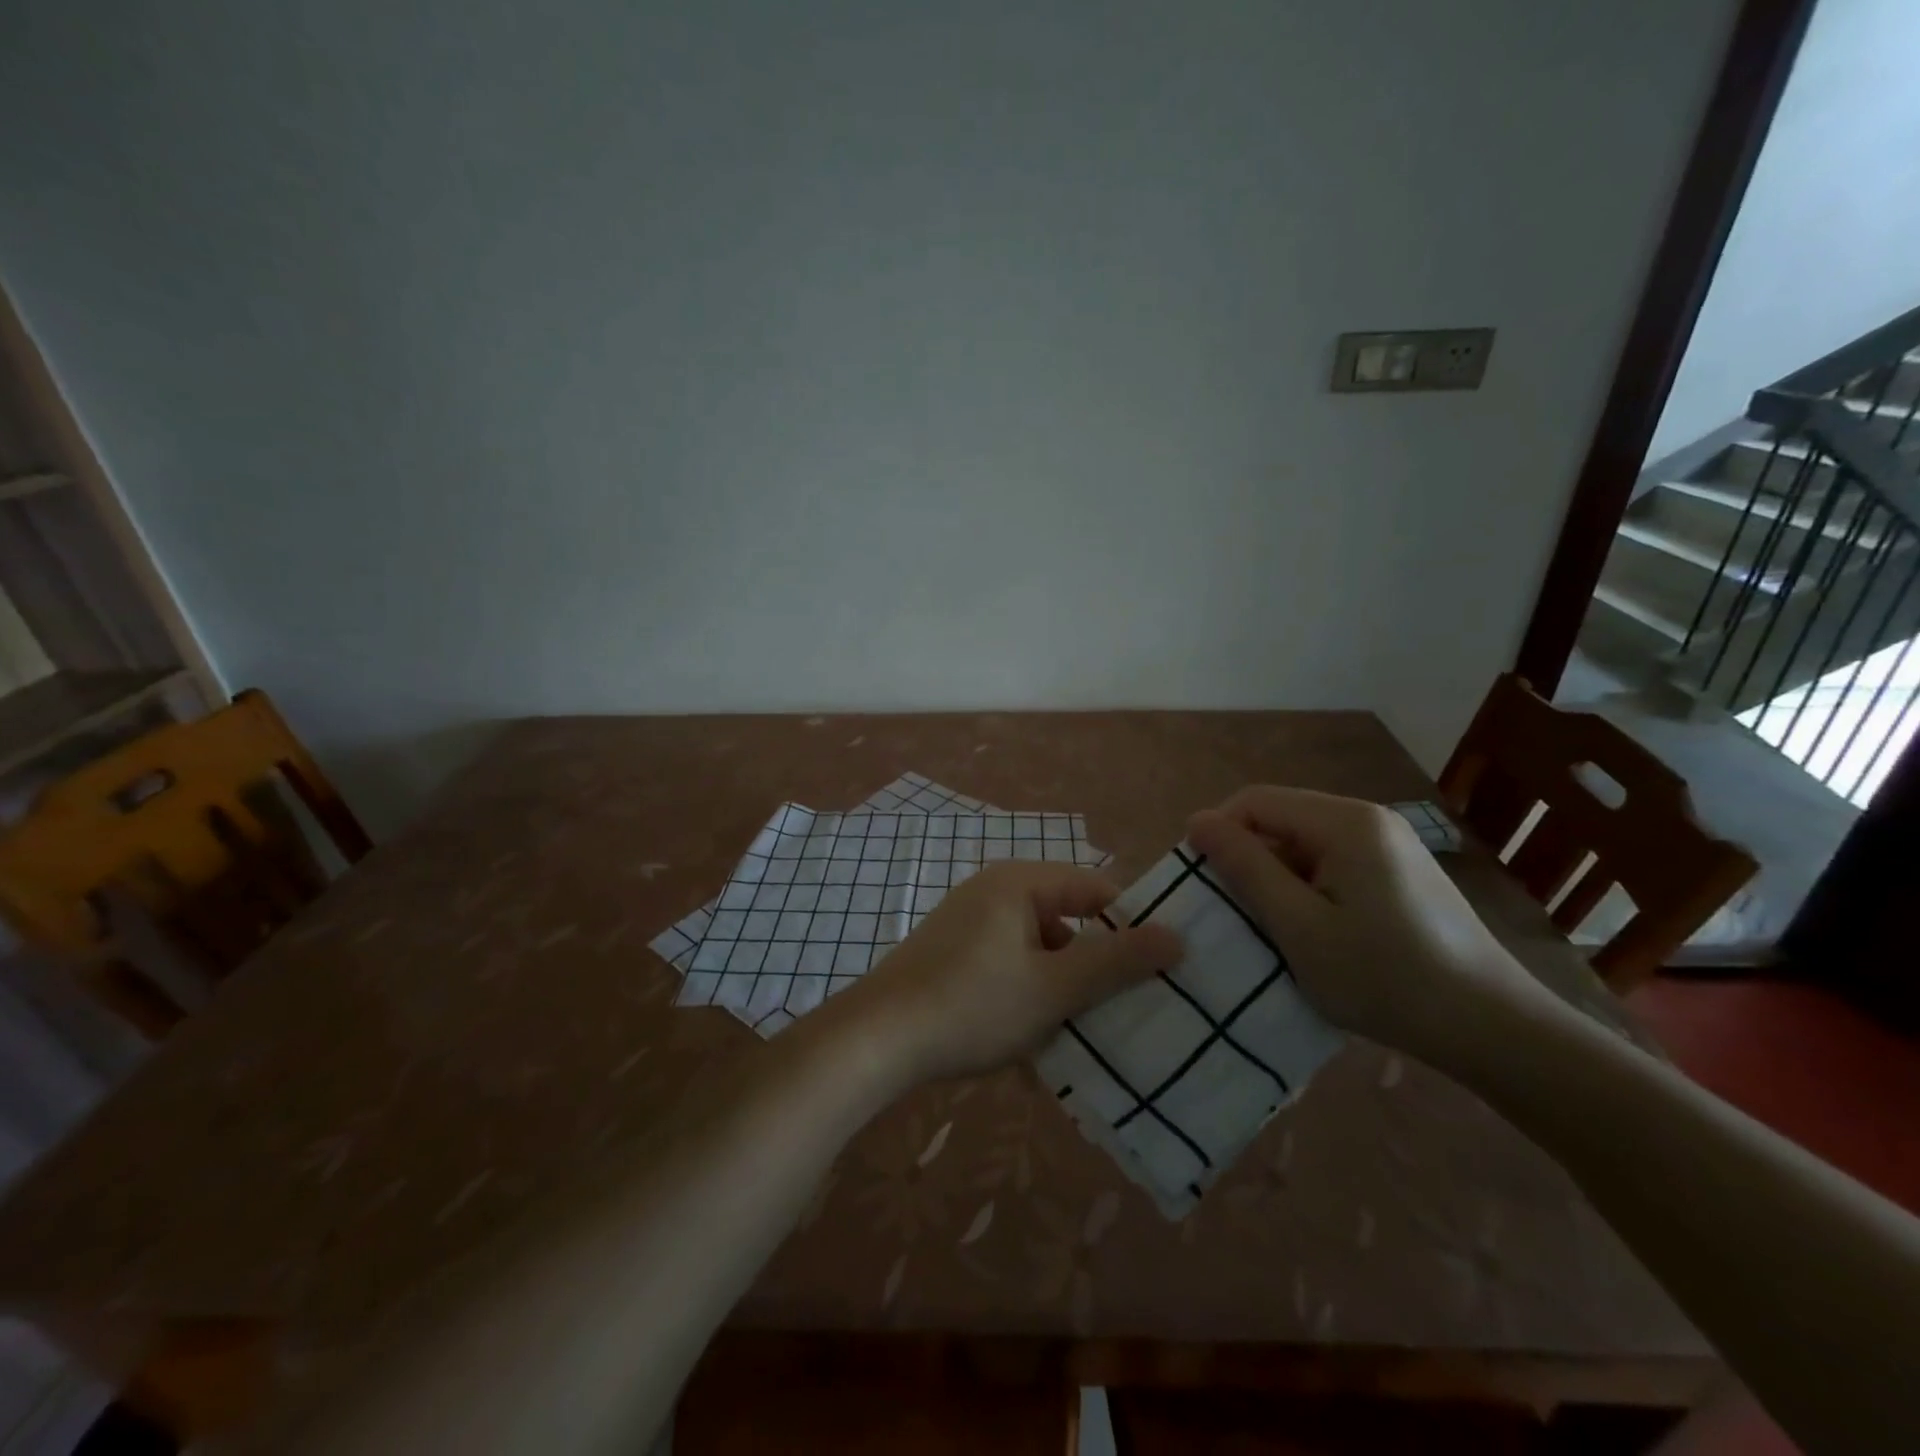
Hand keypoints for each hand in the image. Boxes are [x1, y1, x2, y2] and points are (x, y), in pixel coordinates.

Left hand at [837, 862, 1180, 1085]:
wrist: (876, 1039)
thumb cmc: (972, 1005)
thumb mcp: (1053, 988)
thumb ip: (1116, 962)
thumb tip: (1177, 936)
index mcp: (1020, 883)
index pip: (1097, 890)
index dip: (1133, 926)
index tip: (1163, 970)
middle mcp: (995, 892)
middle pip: (1068, 920)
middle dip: (1095, 967)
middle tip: (1127, 1010)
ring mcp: (971, 923)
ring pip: (1039, 951)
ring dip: (1061, 990)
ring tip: (1082, 1037)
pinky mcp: (955, 955)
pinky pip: (1009, 968)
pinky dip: (1028, 998)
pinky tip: (1035, 1045)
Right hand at [1187, 786, 1555, 1071]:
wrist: (1493, 1028)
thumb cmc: (1386, 978)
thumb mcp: (1299, 927)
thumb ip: (1245, 868)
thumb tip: (1196, 820)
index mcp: (1344, 821)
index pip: (1254, 800)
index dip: (1219, 834)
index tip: (1206, 886)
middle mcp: (1368, 818)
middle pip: (1280, 819)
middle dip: (1249, 859)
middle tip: (1239, 915)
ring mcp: (1388, 843)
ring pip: (1304, 843)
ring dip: (1278, 878)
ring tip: (1276, 929)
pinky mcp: (1399, 870)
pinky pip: (1332, 862)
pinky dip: (1308, 889)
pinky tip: (1316, 932)